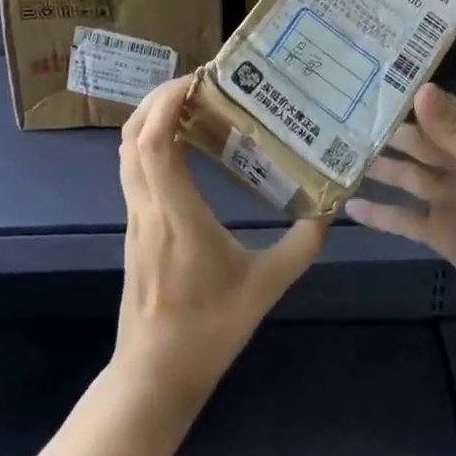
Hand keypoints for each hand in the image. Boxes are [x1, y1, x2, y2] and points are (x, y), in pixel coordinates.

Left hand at [112, 77, 330, 411]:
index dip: (166, 102)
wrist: (154, 376)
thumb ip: (300, 247)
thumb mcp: (265, 287)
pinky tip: (183, 146)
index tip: (197, 79)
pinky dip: (149, 142)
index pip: (154, 142)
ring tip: (191, 105)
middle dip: (157, 99)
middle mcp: (147, 207)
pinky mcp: (134, 228)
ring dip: (151, 118)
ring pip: (127, 151)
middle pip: (132, 135)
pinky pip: (133, 169)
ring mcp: (135, 217)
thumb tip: (328, 210)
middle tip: (196, 83)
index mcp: (175, 215)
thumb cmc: (209, 329)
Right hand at [346, 83, 455, 314]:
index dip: (407, 97)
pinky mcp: (439, 232)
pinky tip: (350, 207)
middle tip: (339, 120)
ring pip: (405, 177)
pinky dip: (380, 214)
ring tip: (336, 158)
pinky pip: (403, 219)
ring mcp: (446, 198)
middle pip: (415, 142)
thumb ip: (451, 130)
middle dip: (384, 133)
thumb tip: (418, 88)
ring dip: (378, 169)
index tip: (368, 82)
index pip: (436, 108)